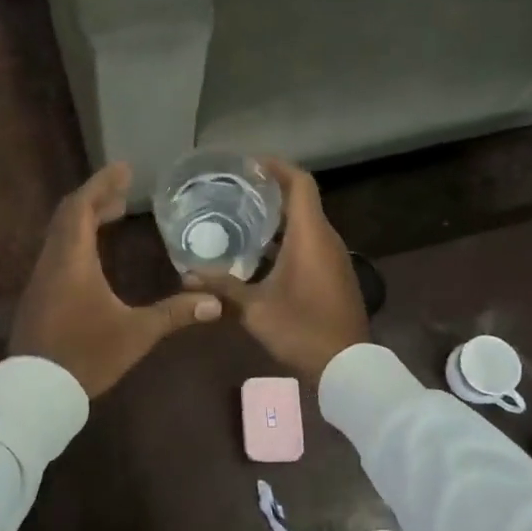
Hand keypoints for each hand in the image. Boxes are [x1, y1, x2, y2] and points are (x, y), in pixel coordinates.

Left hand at [10, 164, 222, 396]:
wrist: (36, 392)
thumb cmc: (86, 355)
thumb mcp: (135, 334)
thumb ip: (174, 314)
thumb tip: (215, 302)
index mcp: (72, 260)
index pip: (82, 207)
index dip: (102, 184)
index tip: (123, 168)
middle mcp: (52, 261)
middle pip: (69, 215)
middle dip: (96, 197)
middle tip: (124, 190)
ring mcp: (41, 279)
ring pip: (60, 234)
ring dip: (85, 218)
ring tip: (113, 213)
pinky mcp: (38, 296)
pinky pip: (57, 252)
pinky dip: (77, 239)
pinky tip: (94, 254)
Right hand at [188, 158, 367, 384]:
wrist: (347, 365)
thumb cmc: (301, 329)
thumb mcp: (255, 309)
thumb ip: (221, 288)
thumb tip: (184, 276)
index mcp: (310, 236)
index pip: (300, 183)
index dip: (276, 167)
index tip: (247, 164)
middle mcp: (326, 238)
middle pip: (301, 199)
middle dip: (269, 190)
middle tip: (233, 190)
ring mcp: (333, 256)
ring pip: (305, 222)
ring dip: (277, 216)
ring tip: (240, 216)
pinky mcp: (334, 273)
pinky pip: (310, 241)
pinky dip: (287, 236)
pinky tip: (258, 252)